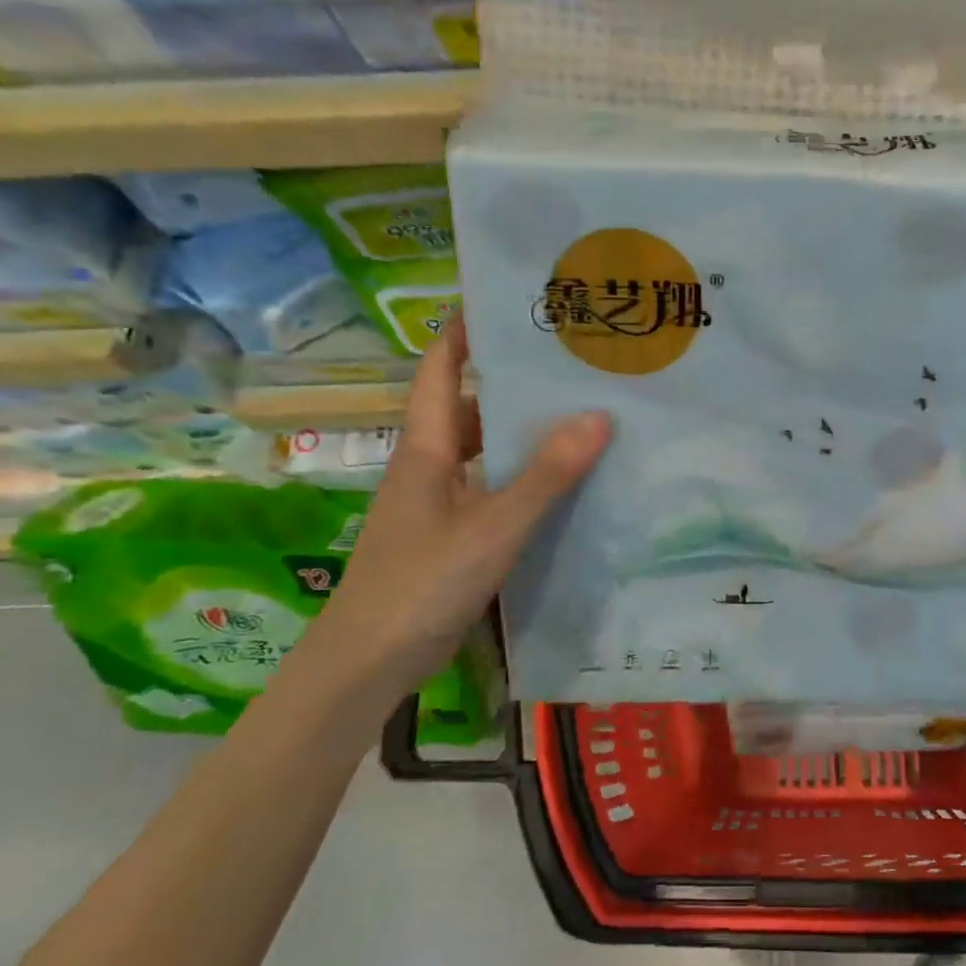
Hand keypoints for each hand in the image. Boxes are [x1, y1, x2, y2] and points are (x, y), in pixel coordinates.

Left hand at [313, 314, 610, 696]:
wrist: (367, 665)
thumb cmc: (421, 584)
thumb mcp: (492, 527)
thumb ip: (545, 475)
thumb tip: (598, 415)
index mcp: (426, 448)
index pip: (439, 368)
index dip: (464, 331)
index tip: (506, 301)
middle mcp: (428, 466)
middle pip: (467, 407)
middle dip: (510, 380)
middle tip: (568, 363)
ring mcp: (436, 504)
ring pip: (481, 451)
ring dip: (519, 432)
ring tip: (577, 414)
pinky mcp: (449, 536)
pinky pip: (489, 488)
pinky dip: (520, 477)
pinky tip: (560, 484)